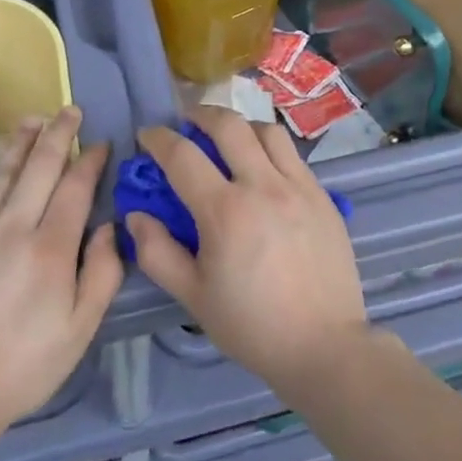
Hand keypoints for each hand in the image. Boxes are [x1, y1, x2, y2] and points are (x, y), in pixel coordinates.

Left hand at [0, 107, 122, 442]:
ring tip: (33, 119)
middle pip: (40, 166)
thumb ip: (103, 274)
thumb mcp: (79, 331)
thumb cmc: (20, 368)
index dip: (90, 160)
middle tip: (70, 111)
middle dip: (59, 134)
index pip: (76, 187)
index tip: (100, 144)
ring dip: (20, 141)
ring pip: (0, 171)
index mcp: (50, 249)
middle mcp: (10, 227)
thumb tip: (111, 226)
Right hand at [127, 106, 367, 399]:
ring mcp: (298, 186)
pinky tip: (263, 167)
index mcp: (226, 212)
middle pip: (229, 125)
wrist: (325, 346)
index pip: (183, 155)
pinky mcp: (323, 194)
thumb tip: (136, 215)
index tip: (147, 135)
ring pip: (266, 130)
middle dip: (201, 114)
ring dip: (240, 126)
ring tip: (228, 139)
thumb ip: (158, 253)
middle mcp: (263, 186)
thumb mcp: (194, 297)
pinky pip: (293, 154)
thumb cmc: (253, 326)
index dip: (159, 139)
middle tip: (187, 122)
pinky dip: (270, 148)